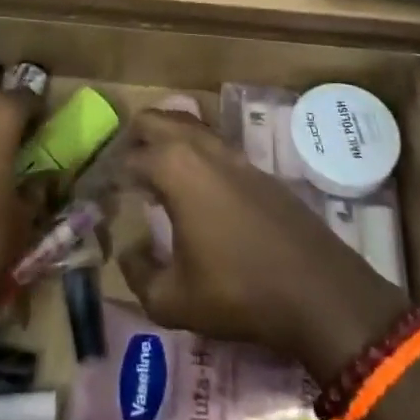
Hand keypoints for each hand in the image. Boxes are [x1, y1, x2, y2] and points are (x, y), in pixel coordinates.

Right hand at [116, 110, 409, 377]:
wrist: (320, 292)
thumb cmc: (238, 293)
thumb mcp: (173, 300)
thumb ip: (139, 274)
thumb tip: (130, 251)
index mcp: (174, 168)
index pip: (128, 159)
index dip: (109, 177)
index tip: (99, 196)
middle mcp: (202, 149)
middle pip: (157, 119)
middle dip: (134, 138)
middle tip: (124, 172)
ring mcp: (234, 154)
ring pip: (190, 126)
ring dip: (167, 140)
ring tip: (155, 175)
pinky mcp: (258, 169)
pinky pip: (214, 145)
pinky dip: (195, 154)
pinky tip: (196, 190)